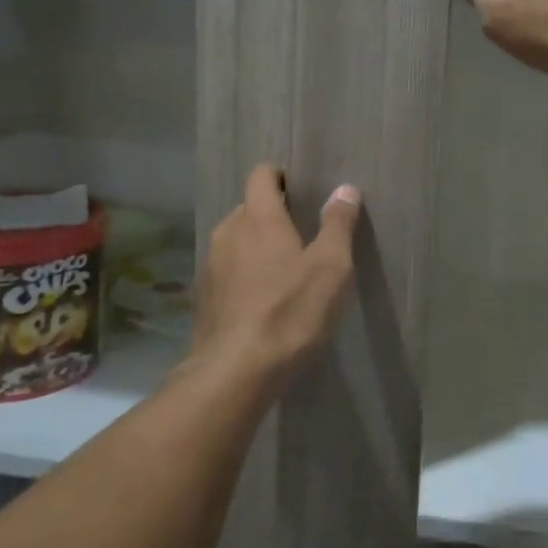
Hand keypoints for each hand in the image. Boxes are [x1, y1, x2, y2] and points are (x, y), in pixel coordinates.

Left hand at [190, 165, 360, 382]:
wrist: (235, 372)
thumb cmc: (291, 311)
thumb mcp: (331, 267)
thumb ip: (338, 224)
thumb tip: (345, 189)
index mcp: (258, 217)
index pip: (261, 175)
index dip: (280, 176)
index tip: (302, 191)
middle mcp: (228, 232)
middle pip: (248, 207)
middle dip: (272, 214)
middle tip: (303, 234)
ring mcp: (210, 265)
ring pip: (236, 240)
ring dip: (257, 246)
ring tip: (284, 270)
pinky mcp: (203, 297)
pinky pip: (227, 270)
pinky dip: (244, 274)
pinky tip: (263, 301)